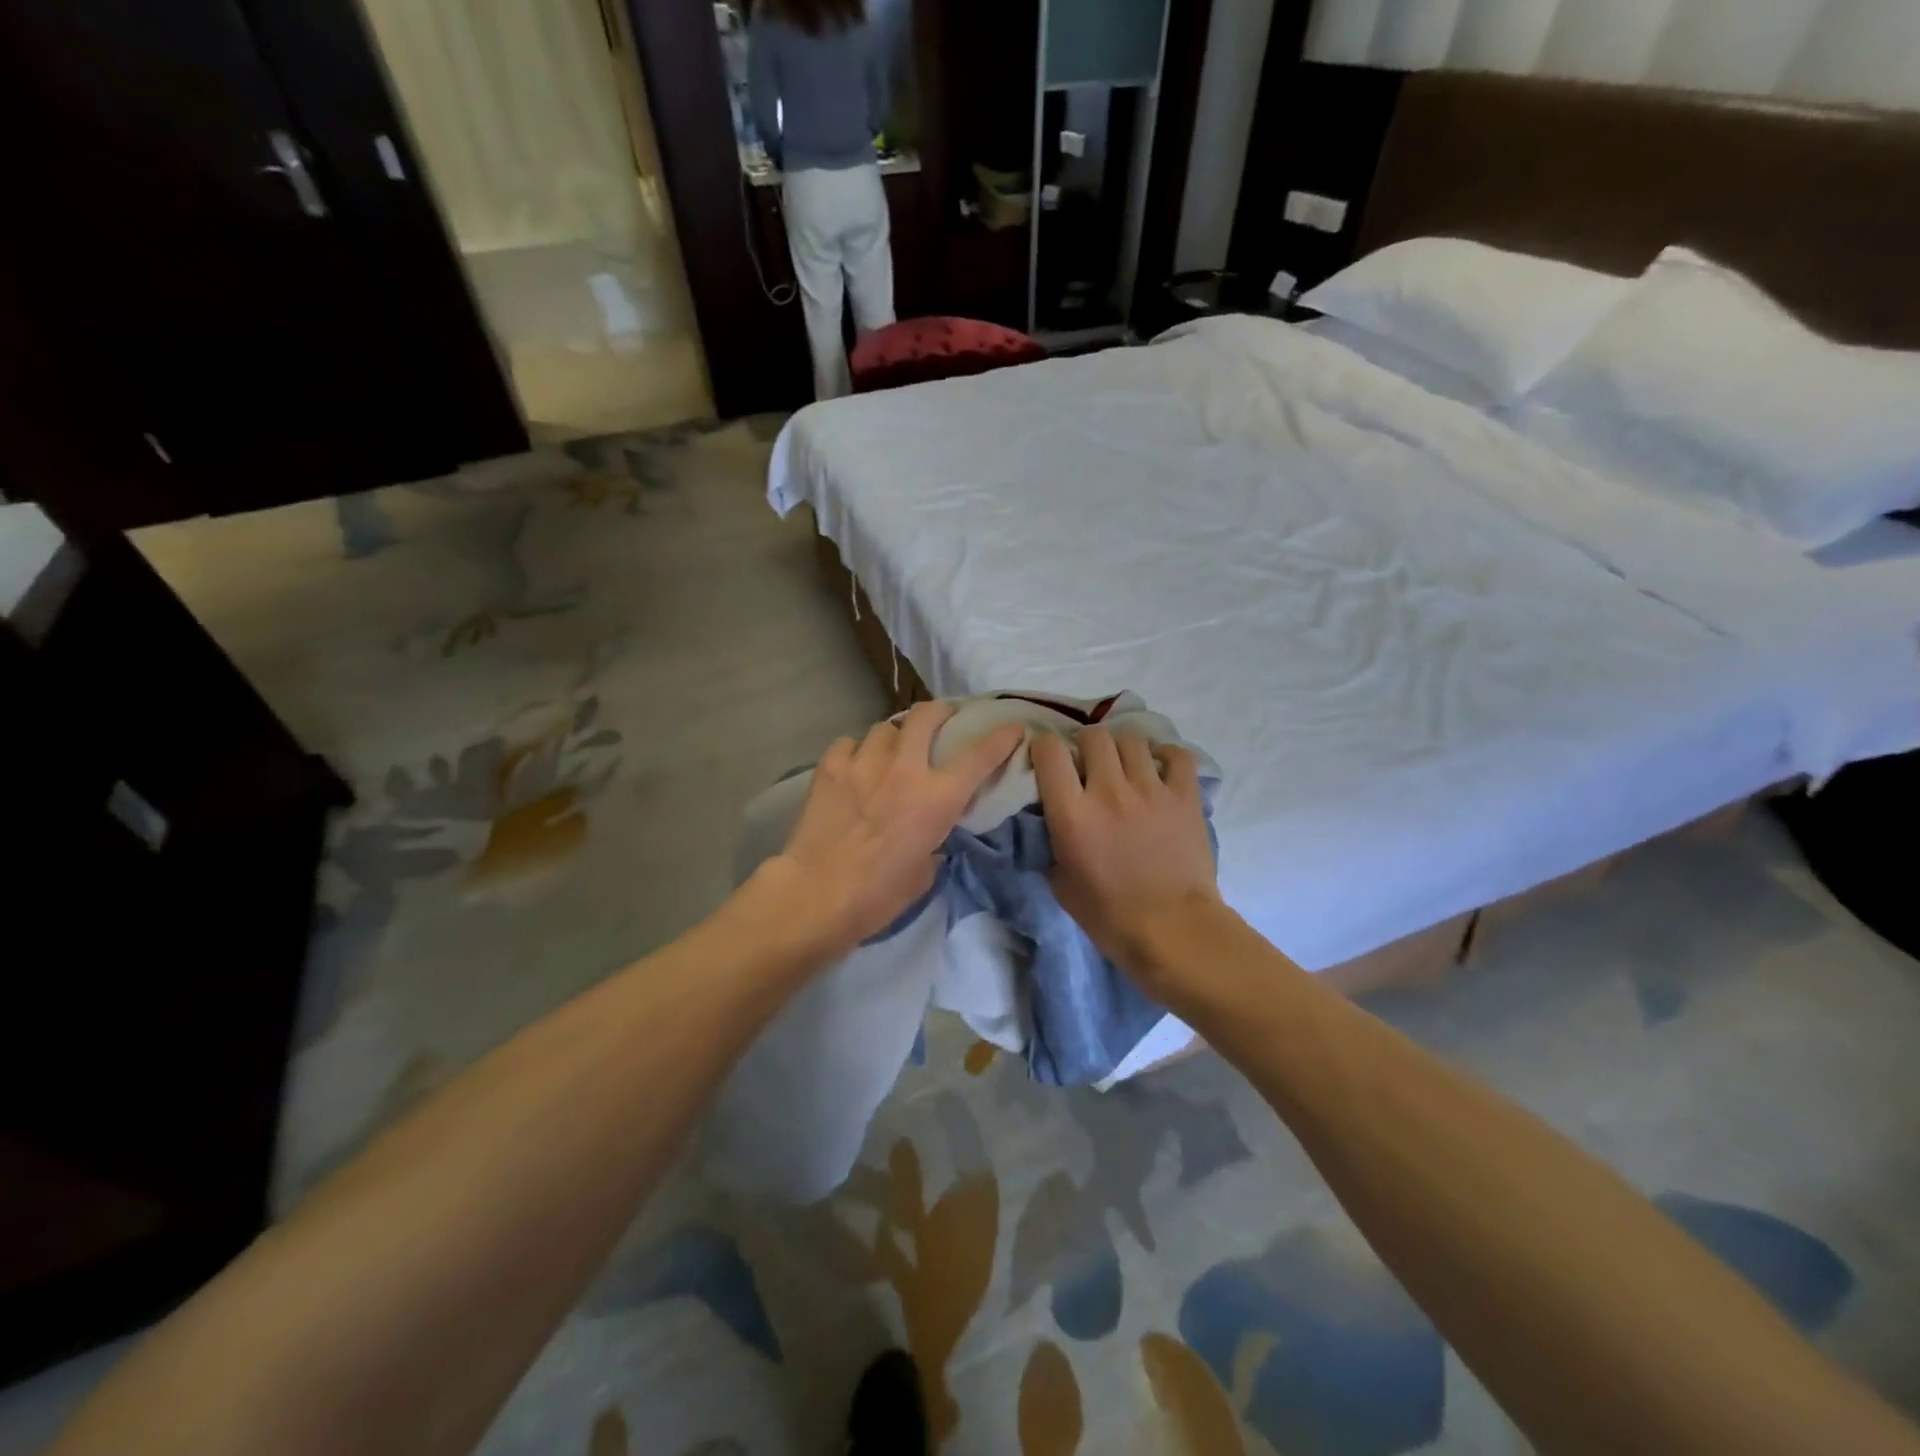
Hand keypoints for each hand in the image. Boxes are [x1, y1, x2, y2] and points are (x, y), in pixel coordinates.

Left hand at [764, 701, 1024, 957]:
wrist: (817, 895)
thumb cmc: (878, 895)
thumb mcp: (924, 872)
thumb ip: (934, 840)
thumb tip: (931, 833)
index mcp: (937, 798)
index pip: (980, 756)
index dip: (1002, 737)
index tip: (1012, 728)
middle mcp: (904, 769)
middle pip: (926, 715)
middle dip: (939, 712)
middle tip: (940, 721)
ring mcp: (864, 763)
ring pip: (884, 727)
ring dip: (893, 738)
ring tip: (888, 753)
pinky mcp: (830, 767)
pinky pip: (849, 743)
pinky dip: (855, 752)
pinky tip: (853, 768)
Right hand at [1032, 726, 1223, 986]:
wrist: (1173, 931)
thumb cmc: (1109, 916)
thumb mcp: (1060, 883)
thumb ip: (1051, 842)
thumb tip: (1050, 820)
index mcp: (1073, 813)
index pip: (1050, 751)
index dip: (1045, 747)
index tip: (1048, 758)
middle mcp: (1110, 791)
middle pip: (1094, 736)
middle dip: (1086, 745)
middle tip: (1089, 764)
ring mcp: (1151, 789)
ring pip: (1132, 739)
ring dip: (1122, 749)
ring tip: (1125, 766)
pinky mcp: (1185, 796)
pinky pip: (1177, 755)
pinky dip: (1165, 756)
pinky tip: (1159, 769)